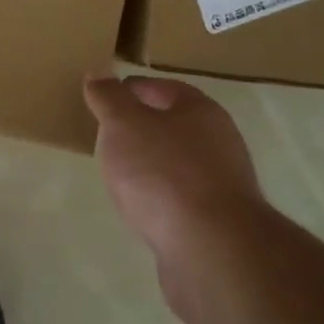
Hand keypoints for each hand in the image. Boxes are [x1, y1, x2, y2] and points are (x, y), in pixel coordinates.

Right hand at [84, 75, 265, 323]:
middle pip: (175, 127)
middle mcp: (220, 144)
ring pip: (179, 166)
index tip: (106, 98)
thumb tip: (100, 72)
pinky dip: (161, 201)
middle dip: (143, 129)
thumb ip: (109, 98)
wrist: (211, 251)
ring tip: (120, 175)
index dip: (133, 89)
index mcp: (202, 111)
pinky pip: (182, 202)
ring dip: (153, 167)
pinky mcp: (218, 226)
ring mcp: (223, 188)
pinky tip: (142, 211)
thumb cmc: (164, 173)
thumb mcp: (124, 124)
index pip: (164, 88)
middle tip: (109, 136)